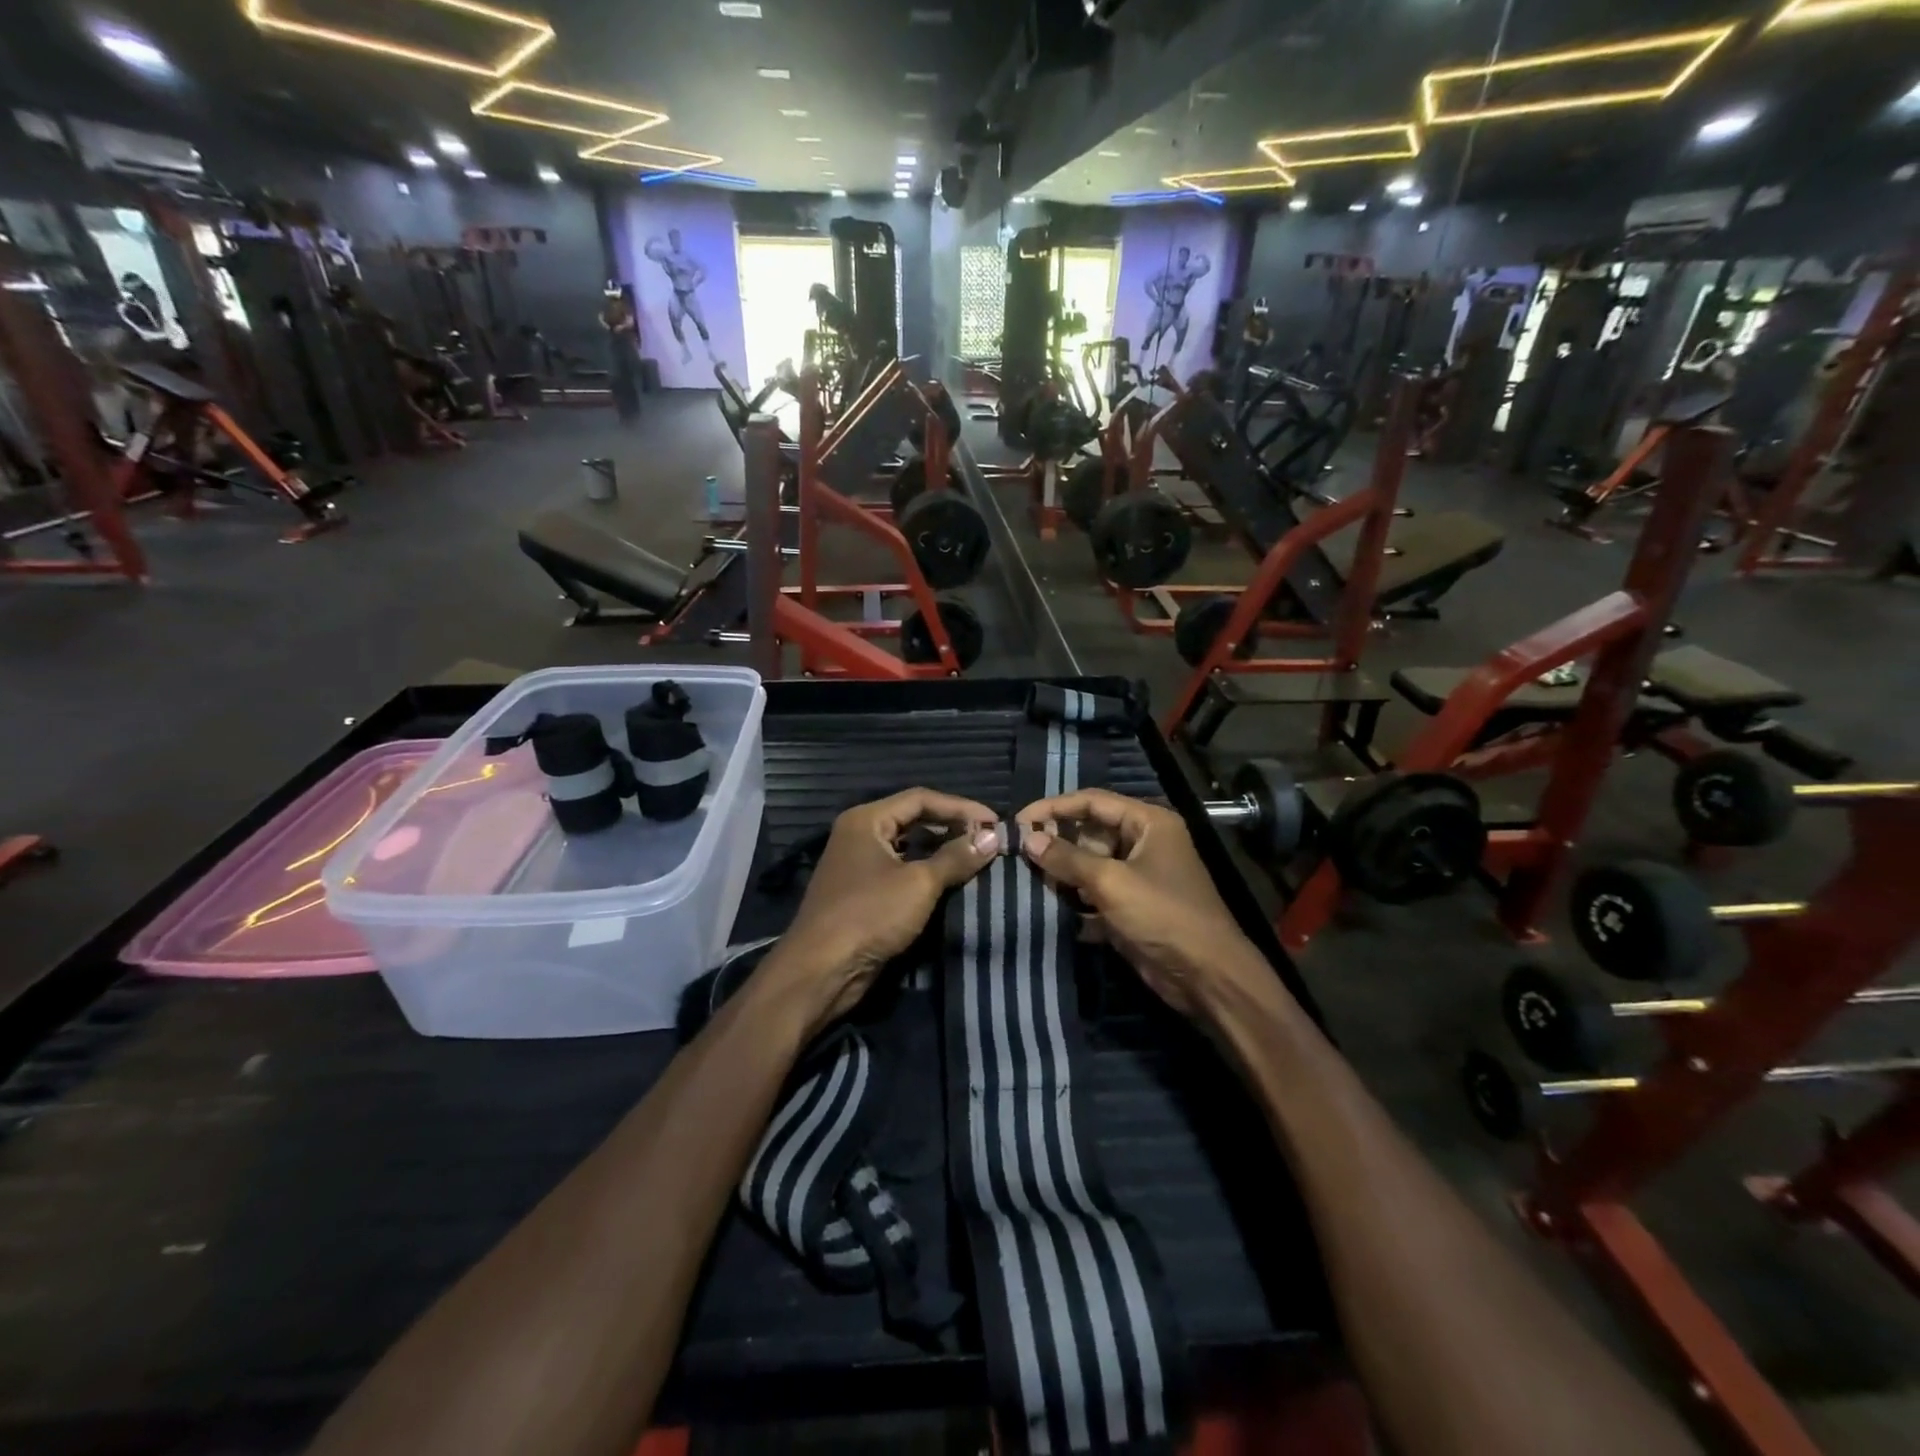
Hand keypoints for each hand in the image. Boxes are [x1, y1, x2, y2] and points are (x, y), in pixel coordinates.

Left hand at [778, 789, 999, 1029]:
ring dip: (941, 852)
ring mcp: (858, 865)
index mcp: (866, 820)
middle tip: (988, 840)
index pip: (921, 799)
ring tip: (977, 859)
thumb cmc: (869, 915)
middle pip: (913, 820)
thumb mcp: (919, 884)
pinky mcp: (862, 893)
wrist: (821, 971)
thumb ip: (956, 857)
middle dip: (952, 828)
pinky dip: (927, 874)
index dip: (960, 807)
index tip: (995, 822)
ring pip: (908, 848)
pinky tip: (952, 883)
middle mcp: (859, 834)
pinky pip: (901, 872)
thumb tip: (992, 837)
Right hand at [1016, 789, 1261, 1018]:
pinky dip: (1075, 899)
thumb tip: (1028, 838)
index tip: (1020, 821)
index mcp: (1149, 823)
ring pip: (1090, 865)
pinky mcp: (1132, 907)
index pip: (1093, 801)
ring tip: (1026, 879)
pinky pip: (1096, 893)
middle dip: (1057, 842)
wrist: (1206, 976)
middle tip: (1019, 854)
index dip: (1054, 807)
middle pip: (1090, 832)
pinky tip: (1047, 907)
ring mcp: (1139, 876)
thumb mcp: (1110, 882)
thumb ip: (1067, 858)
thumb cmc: (1163, 915)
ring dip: (1062, 873)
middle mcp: (1144, 843)